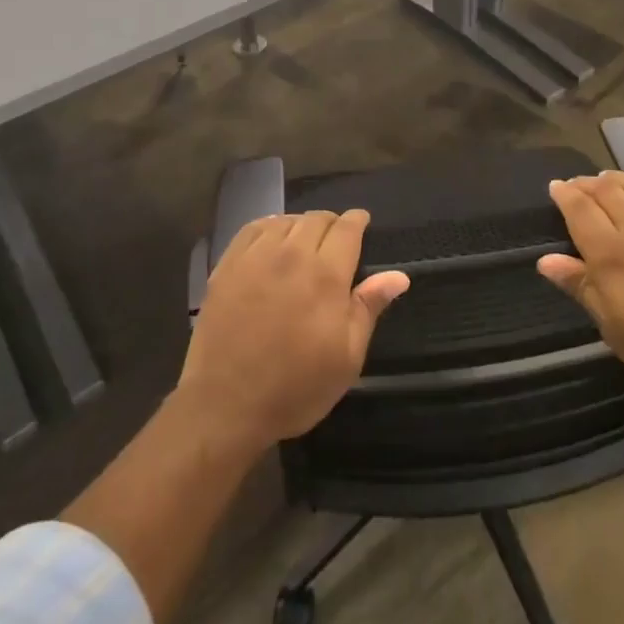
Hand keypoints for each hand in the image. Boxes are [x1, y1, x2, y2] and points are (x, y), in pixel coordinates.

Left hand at [180, 210, 409, 449]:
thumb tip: (399, 276)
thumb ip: (368, 308)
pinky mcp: (228, 265)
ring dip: (301, 225)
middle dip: (332, 224)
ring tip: (305, 242)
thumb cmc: (294, 387)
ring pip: (286, 220)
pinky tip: (272, 240)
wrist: (224, 404)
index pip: (347, 228)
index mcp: (326, 275)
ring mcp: (256, 257)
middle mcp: (292, 254)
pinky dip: (270, 227)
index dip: (357, 221)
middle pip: (317, 219)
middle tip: (336, 240)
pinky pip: (254, 229)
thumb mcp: (346, 358)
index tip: (362, 222)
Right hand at [538, 171, 623, 405]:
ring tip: (606, 178)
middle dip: (586, 183)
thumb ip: (582, 288)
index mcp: (612, 254)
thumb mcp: (616, 331)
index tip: (554, 187)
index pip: (580, 209)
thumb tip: (546, 260)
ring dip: (618, 178)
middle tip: (575, 185)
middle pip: (607, 191)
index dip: (564, 194)